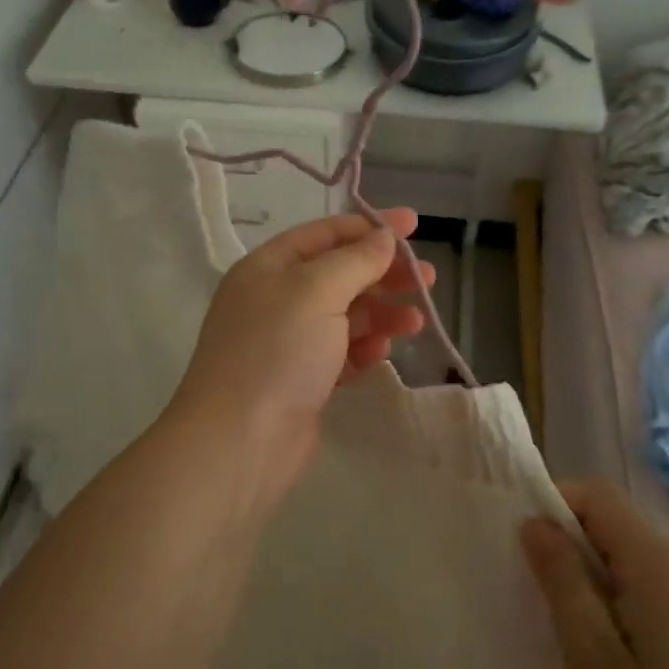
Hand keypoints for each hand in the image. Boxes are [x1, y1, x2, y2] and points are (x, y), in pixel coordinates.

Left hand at [167, 209, 432, 500]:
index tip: (414, 226)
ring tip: (416, 322)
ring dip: (380, 314)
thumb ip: (355, 261)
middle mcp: (274, 300)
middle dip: (382, 274)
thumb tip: (383, 238)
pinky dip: (363, 348)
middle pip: (338, 275)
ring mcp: (287, 343)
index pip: (323, 234)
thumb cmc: (277, 351)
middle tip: (427, 279)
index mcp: (267, 268)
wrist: (241, 442)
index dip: (369, 227)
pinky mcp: (301, 380)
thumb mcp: (317, 291)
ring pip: (344, 316)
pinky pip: (340, 352)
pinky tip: (382, 353)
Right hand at [521, 480, 668, 668]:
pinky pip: (656, 584)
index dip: (556, 505)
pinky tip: (617, 651)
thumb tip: (536, 523)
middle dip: (572, 543)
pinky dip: (623, 596)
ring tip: (575, 629)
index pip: (599, 495)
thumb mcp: (591, 658)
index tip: (528, 548)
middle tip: (543, 597)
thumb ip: (562, 580)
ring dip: (596, 573)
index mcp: (659, 565)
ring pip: (635, 555)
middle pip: (617, 523)